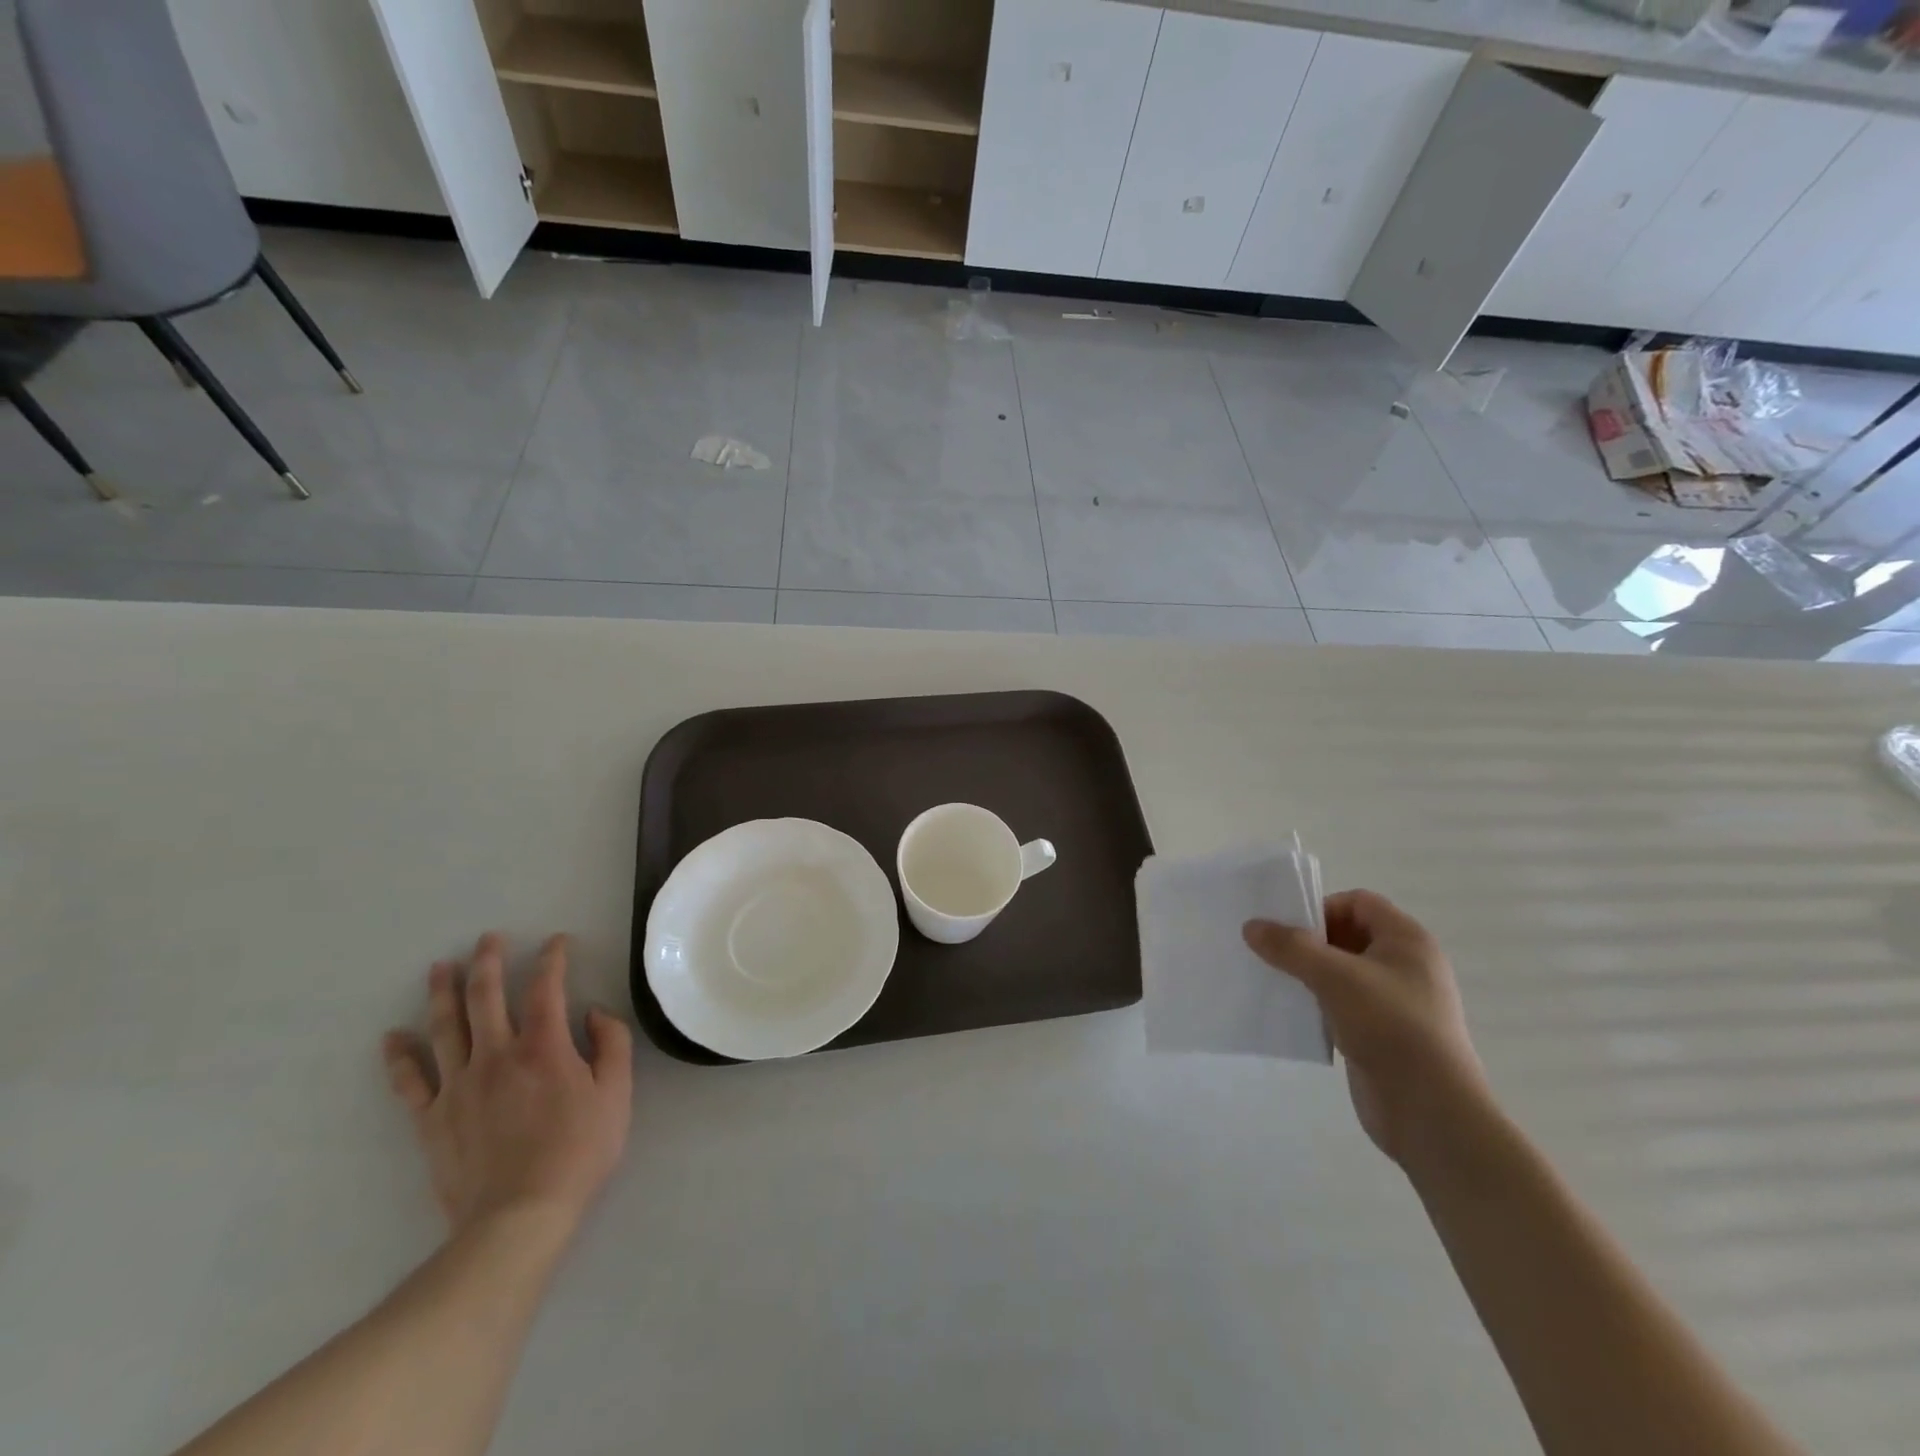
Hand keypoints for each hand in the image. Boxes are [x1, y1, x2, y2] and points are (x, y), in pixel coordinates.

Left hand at [382, 933, 632, 1237]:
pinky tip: (392, 1037)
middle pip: (485, 997)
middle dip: (488, 962)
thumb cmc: (578, 1151)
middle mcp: (497, 1055)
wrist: (518, 1217)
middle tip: (487, 939)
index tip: (557, 942)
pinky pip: (410, 1082)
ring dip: (442, 993)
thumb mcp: (616, 1094)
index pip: (547, 988)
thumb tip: (593, 1013)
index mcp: (544, 1047)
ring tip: (439, 968)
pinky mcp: (432, 1119)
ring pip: (445, 1028)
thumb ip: (611, 1044)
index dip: (552, 959)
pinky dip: (399, 1057)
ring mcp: (458, 1086)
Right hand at [1244, 891, 1488, 1169]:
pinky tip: (1294, 1013)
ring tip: (1276, 981)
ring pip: (1342, 972)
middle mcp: (1405, 965)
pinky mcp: (1382, 1033)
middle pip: (1348, 935)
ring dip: (1309, 973)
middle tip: (1273, 952)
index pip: (1358, 902)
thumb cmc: (1390, 1027)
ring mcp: (1395, 1002)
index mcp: (1407, 940)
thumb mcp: (1334, 977)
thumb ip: (1290, 947)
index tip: (1289, 929)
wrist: (1431, 1112)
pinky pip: (1342, 1004)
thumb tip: (1251, 926)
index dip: (1322, 907)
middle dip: (1309, 941)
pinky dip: (1318, 1003)